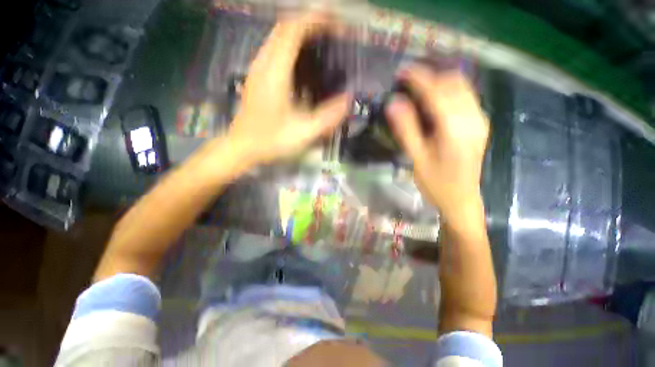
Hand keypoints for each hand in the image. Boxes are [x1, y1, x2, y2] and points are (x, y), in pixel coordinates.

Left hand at [227, 14, 350, 166]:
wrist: (242, 148)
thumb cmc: (271, 141)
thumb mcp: (304, 133)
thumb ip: (328, 116)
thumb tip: (348, 100)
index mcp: (275, 73)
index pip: (293, 30)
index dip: (315, 21)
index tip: (336, 24)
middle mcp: (263, 64)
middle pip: (284, 28)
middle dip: (309, 23)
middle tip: (331, 32)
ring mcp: (257, 70)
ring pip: (277, 38)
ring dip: (299, 33)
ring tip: (320, 43)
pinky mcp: (256, 78)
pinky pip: (273, 51)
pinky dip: (290, 47)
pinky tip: (302, 62)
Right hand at [385, 66, 488, 217]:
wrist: (461, 200)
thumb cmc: (436, 183)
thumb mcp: (416, 158)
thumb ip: (405, 129)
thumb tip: (393, 103)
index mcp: (456, 128)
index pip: (437, 91)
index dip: (418, 78)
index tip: (401, 72)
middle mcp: (474, 118)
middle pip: (453, 81)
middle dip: (429, 76)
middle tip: (406, 83)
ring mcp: (480, 119)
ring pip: (461, 86)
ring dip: (438, 81)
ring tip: (416, 89)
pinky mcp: (479, 123)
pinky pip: (464, 96)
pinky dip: (447, 91)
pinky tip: (432, 101)